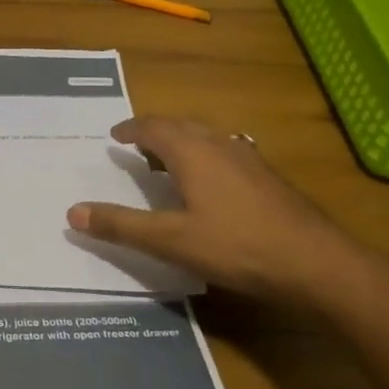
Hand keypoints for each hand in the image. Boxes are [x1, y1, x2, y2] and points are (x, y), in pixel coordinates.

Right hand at [67, 117, 357, 302]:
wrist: (316, 262)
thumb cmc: (237, 246)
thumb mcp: (171, 241)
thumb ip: (122, 225)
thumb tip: (72, 211)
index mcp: (192, 151)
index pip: (153, 127)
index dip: (131, 129)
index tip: (114, 135)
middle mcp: (220, 144)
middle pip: (181, 126)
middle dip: (155, 133)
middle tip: (136, 148)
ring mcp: (249, 158)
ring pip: (207, 138)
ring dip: (182, 143)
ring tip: (166, 164)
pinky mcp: (268, 177)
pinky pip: (225, 152)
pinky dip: (204, 157)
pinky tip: (210, 185)